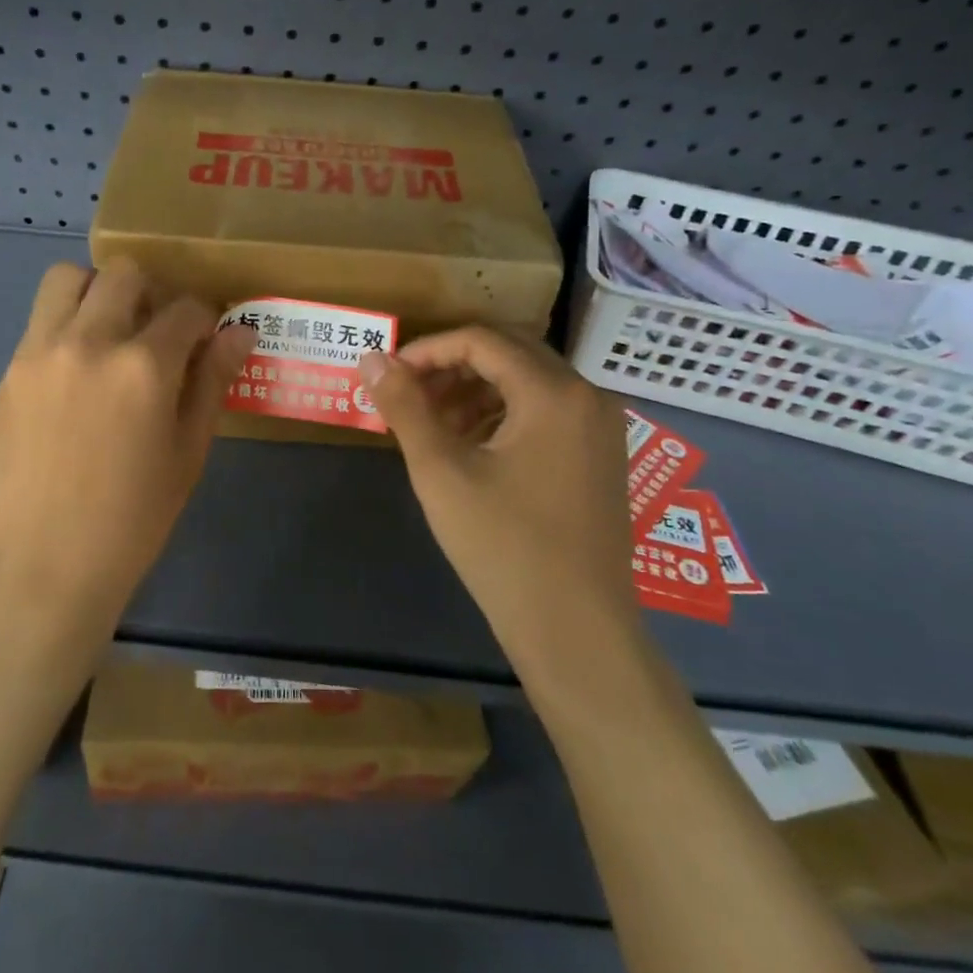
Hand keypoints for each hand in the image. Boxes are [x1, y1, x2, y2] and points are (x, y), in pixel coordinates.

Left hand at [0, 259, 257, 632]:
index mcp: (143, 365)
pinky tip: (75, 376)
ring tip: (110, 334)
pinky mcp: (8, 373)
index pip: (186, 308)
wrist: (42, 568)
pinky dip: (65, 327)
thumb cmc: (132, 520)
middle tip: (158, 333)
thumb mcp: (187, 452)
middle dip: (153, 293)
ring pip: (68, 279)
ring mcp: (38, 352)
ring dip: (98, 292)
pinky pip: (40, 323)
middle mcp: (89, 341)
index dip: (205, 319)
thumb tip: (239, 333)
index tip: (206, 340)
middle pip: (125, 274)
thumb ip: (212, 381)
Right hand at [359, 329, 639, 656]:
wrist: (577, 631)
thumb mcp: (442, 472)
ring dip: (476, 390)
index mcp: (554, 392)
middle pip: (510, 354)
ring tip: (434, 424)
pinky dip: (504, 415)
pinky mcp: (601, 457)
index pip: (482, 340)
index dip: (428, 350)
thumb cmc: (504, 547)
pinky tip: (472, 447)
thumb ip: (405, 407)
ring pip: (528, 383)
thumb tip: (371, 358)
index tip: (390, 376)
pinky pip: (547, 412)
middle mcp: (587, 396)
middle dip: (452, 367)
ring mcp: (601, 428)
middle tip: (409, 395)